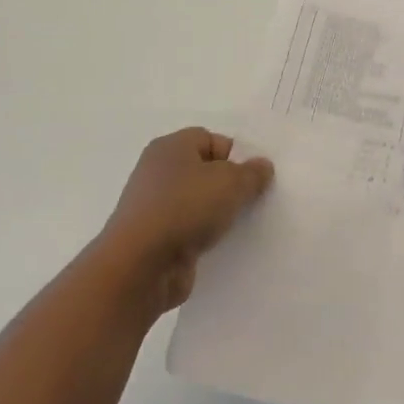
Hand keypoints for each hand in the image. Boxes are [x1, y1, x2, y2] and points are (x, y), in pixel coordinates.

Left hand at [101, 128, 274, 316]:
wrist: (142, 264)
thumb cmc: (185, 208)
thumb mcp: (231, 182)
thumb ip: (252, 173)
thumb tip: (262, 166)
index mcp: (170, 148)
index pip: (210, 139)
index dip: (235, 155)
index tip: (255, 177)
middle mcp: (159, 172)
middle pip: (205, 171)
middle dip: (230, 185)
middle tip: (254, 200)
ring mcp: (155, 207)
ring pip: (198, 202)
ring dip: (219, 213)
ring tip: (242, 225)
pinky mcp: (157, 238)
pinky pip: (190, 229)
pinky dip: (206, 236)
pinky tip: (222, 246)